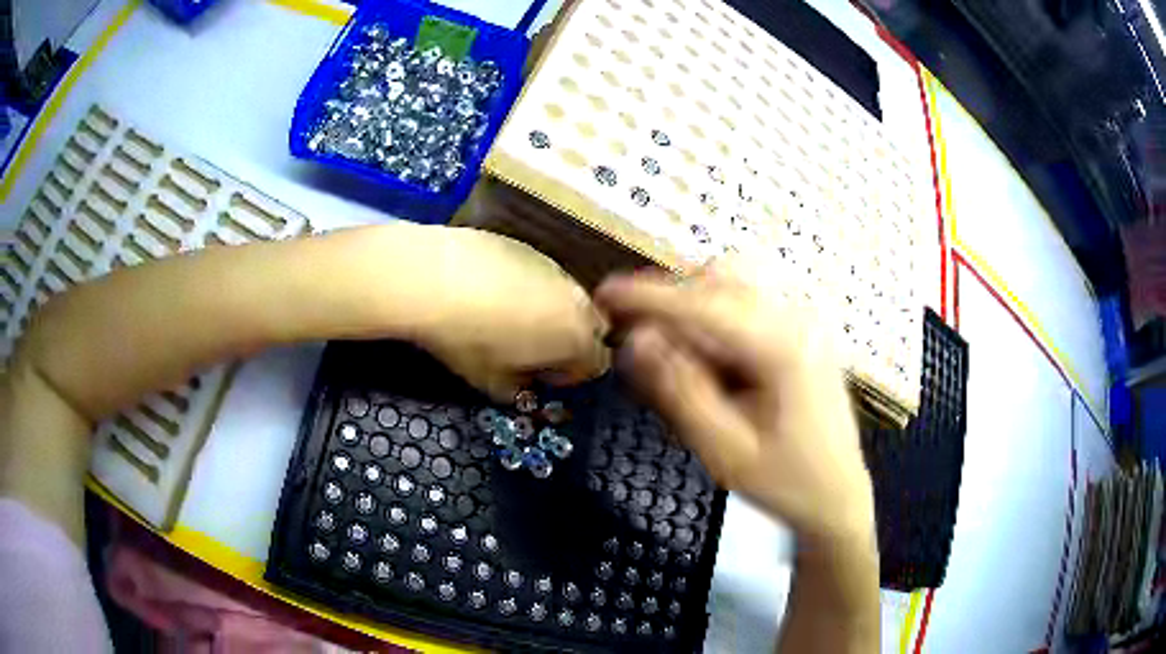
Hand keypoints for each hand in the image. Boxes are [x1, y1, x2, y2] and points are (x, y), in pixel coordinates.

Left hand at [397, 225, 610, 400]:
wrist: (432, 277)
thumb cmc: (468, 340)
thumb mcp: (493, 383)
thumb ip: (521, 389)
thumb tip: (525, 382)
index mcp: (576, 338)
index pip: (597, 362)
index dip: (570, 374)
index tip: (541, 375)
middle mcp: (576, 299)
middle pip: (591, 324)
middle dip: (570, 339)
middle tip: (530, 348)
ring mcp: (552, 267)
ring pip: (565, 295)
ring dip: (549, 310)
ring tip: (506, 317)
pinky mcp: (526, 246)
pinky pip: (540, 274)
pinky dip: (527, 286)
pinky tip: (491, 290)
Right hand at [594, 257, 874, 548]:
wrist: (839, 496)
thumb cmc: (785, 483)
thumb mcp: (725, 451)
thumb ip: (680, 392)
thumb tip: (638, 340)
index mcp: (783, 348)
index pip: (705, 304)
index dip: (649, 295)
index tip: (604, 293)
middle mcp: (798, 320)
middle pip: (722, 279)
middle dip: (673, 299)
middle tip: (638, 337)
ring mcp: (805, 323)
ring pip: (735, 287)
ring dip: (694, 308)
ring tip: (674, 355)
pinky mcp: (803, 333)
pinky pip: (749, 306)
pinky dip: (716, 320)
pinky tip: (710, 362)